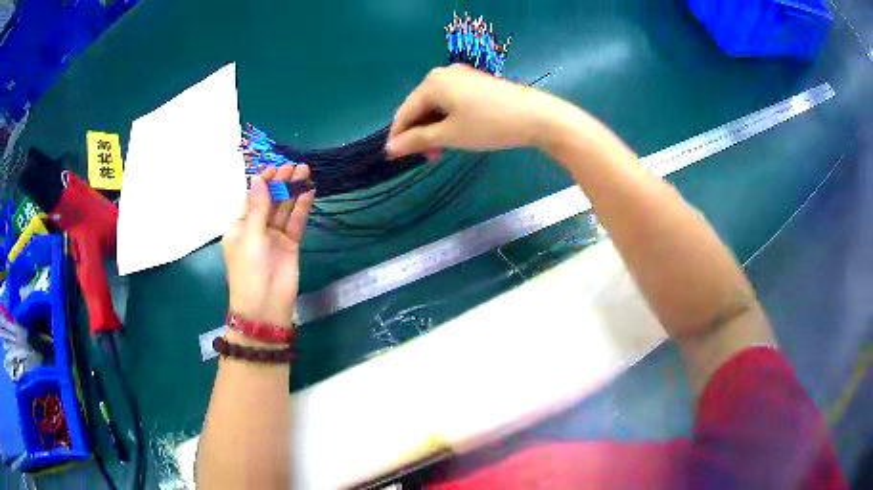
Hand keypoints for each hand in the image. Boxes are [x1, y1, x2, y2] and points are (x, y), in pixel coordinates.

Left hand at [222, 165, 314, 328]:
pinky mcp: (290, 244)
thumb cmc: (249, 270)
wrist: (265, 306)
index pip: (252, 197)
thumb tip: (257, 179)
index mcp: (240, 226)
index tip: (276, 167)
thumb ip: (258, 207)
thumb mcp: (250, 236)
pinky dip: (302, 207)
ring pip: (285, 208)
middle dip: (281, 183)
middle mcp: (257, 228)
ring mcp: (274, 236)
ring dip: (294, 191)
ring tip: (306, 171)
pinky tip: (309, 191)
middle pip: (270, 200)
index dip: (263, 182)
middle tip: (295, 166)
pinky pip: (296, 222)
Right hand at [386, 64, 564, 158]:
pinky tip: (455, 134)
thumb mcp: (450, 135)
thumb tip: (390, 148)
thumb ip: (417, 141)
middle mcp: (443, 74)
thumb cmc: (489, 126)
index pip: (404, 112)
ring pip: (437, 106)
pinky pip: (452, 102)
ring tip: (442, 151)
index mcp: (431, 83)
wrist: (537, 117)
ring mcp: (462, 77)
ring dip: (434, 129)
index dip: (398, 137)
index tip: (395, 159)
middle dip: (419, 134)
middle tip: (428, 158)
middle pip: (420, 107)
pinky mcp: (476, 83)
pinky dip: (448, 120)